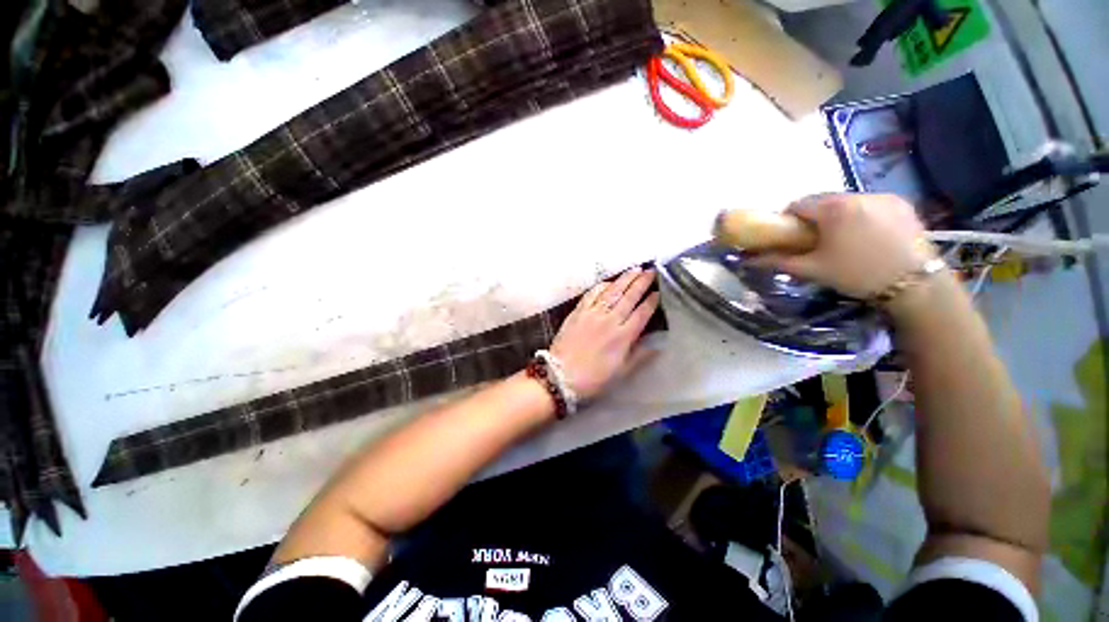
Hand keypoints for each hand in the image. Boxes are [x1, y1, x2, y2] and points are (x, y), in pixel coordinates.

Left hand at [549, 267, 660, 399]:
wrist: (561, 375)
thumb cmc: (593, 378)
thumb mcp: (621, 372)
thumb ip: (640, 356)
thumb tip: (658, 345)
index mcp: (623, 336)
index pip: (641, 313)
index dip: (651, 301)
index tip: (658, 292)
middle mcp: (610, 320)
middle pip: (629, 297)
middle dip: (641, 283)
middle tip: (651, 271)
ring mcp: (593, 314)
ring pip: (612, 292)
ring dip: (625, 279)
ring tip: (635, 269)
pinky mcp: (578, 312)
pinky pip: (592, 294)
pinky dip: (602, 286)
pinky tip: (609, 282)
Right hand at [752, 193, 934, 298]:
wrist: (915, 285)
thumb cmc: (856, 274)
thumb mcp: (812, 269)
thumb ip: (778, 261)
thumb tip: (747, 260)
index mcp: (833, 208)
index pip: (798, 204)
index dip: (788, 218)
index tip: (789, 235)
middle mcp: (857, 195)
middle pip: (823, 200)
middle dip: (813, 216)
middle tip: (813, 240)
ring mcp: (883, 197)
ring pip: (847, 201)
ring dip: (837, 215)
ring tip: (842, 238)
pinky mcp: (901, 204)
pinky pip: (869, 203)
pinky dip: (860, 214)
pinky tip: (865, 235)